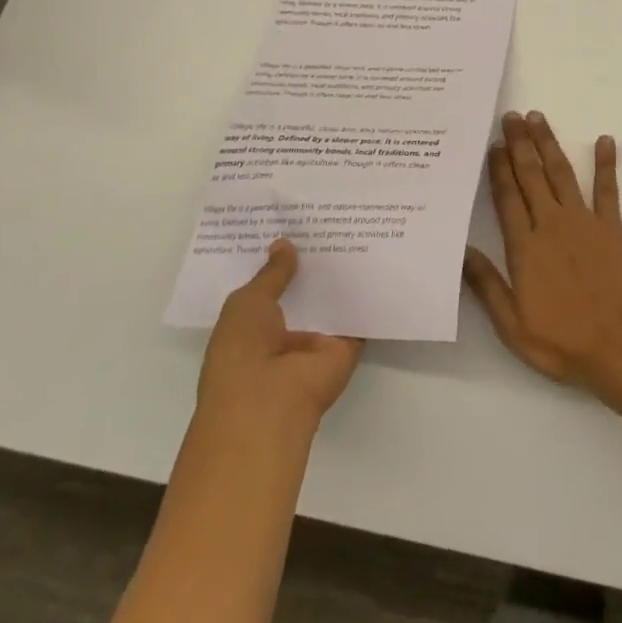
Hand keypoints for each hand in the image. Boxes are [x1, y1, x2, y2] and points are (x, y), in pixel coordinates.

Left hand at [197, 240, 362, 437]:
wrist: (270, 402)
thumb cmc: (242, 351)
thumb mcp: (248, 302)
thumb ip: (271, 274)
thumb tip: (284, 243)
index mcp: (252, 325)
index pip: (269, 286)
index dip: (281, 258)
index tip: (296, 224)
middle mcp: (285, 332)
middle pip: (304, 290)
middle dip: (314, 261)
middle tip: (332, 220)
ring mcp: (317, 341)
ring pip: (333, 300)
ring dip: (342, 274)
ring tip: (359, 228)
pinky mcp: (347, 346)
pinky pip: (359, 314)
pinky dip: (368, 294)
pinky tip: (379, 258)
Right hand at [464, 111, 621, 394]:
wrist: (618, 347)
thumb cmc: (561, 341)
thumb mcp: (511, 324)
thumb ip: (486, 285)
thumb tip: (462, 251)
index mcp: (525, 247)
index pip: (507, 197)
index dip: (499, 169)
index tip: (493, 144)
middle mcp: (551, 224)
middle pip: (531, 175)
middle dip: (520, 143)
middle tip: (511, 116)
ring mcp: (583, 221)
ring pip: (561, 173)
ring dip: (549, 143)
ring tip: (538, 118)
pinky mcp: (611, 227)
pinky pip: (607, 189)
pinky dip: (606, 163)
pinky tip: (605, 140)